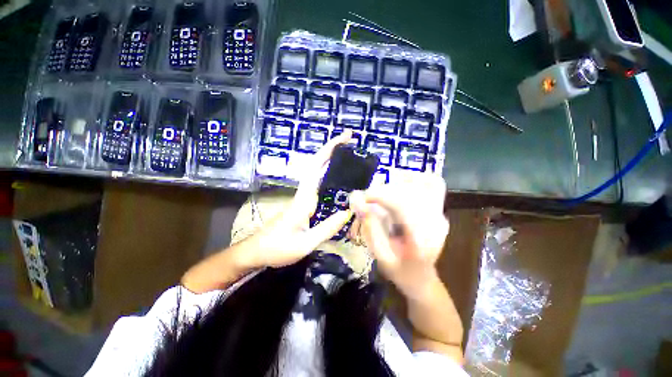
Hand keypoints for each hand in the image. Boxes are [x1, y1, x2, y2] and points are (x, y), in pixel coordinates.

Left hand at [246, 130, 354, 268]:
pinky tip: (339, 179)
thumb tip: (348, 212)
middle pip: (317, 165)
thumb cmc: (277, 248)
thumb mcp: (305, 243)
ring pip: (317, 173)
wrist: (255, 251)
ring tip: (348, 155)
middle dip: (332, 149)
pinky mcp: (303, 204)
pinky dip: (328, 175)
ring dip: (331, 160)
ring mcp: (302, 198)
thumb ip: (327, 228)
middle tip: (349, 139)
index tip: (345, 138)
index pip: (317, 168)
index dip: (330, 151)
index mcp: (304, 200)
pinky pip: (318, 185)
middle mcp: (303, 194)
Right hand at [348, 175, 448, 296]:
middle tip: (370, 199)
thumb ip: (369, 227)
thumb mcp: (380, 255)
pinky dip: (415, 180)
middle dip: (385, 190)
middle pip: (411, 190)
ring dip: (399, 183)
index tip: (363, 198)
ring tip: (383, 193)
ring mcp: (440, 213)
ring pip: (423, 183)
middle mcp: (435, 221)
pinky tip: (400, 186)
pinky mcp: (439, 209)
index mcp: (422, 238)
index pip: (402, 204)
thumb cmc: (400, 271)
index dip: (380, 195)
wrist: (422, 279)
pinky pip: (432, 184)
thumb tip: (356, 200)